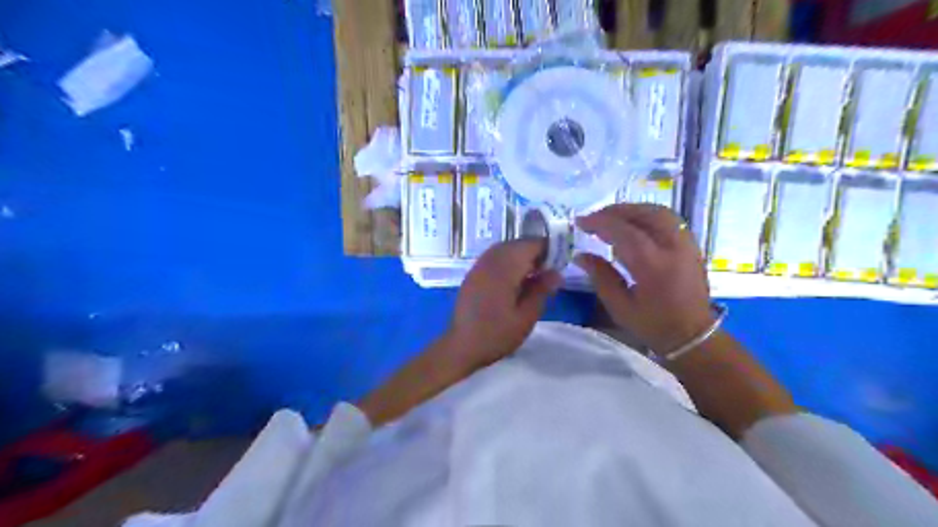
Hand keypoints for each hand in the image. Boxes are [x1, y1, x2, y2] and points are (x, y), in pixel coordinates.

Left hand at [449, 239, 559, 369]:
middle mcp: (490, 261)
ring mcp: (479, 266)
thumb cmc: (497, 334)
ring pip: (505, 249)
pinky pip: (494, 257)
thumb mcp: (526, 316)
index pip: (530, 245)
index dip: (548, 249)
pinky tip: (515, 279)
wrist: (462, 346)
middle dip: (535, 251)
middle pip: (517, 244)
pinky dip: (508, 261)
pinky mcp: (473, 274)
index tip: (561, 261)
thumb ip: (541, 291)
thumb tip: (556, 272)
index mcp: (505, 268)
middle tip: (549, 269)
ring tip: (534, 274)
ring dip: (521, 256)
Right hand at [576, 202, 714, 353]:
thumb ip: (600, 276)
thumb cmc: (653, 325)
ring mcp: (687, 244)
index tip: (580, 222)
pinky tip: (634, 225)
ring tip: (612, 218)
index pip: (624, 231)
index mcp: (653, 266)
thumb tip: (581, 255)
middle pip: (645, 214)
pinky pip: (668, 220)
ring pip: (659, 212)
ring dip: (633, 210)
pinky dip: (647, 216)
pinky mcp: (692, 246)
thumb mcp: (620, 306)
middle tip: (595, 218)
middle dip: (617, 211)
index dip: (600, 223)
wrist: (694, 336)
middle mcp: (673, 248)